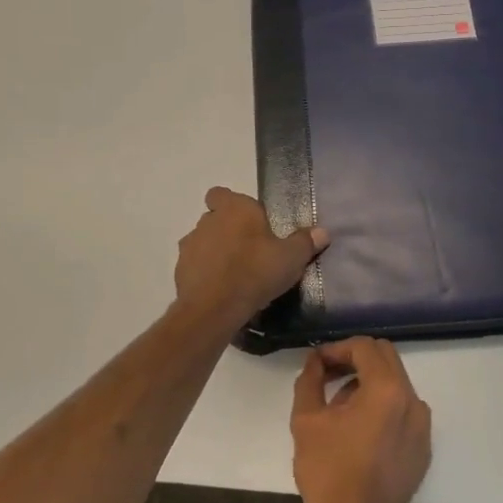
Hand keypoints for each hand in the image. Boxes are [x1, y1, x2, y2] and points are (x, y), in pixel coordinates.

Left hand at [175, 187, 327, 324]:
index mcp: (235, 209)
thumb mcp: (291, 258)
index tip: (250, 221)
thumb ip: (305, 242)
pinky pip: (196, 266)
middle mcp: (208, 221)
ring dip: (216, 252)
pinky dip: (206, 274)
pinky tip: (222, 290)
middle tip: (251, 250)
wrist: (214, 308)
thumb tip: (322, 232)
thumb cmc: (256, 272)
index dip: (232, 204)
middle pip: (215, 218)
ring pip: (204, 242)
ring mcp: (190, 246)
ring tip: (236, 273)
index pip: (221, 193)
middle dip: (229, 230)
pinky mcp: (180, 271)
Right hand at [291, 338, 431, 502]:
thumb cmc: (327, 474)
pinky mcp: (423, 447)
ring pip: (396, 384)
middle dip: (355, 360)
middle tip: (328, 376)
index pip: (365, 347)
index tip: (317, 363)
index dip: (338, 348)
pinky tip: (360, 431)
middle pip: (386, 359)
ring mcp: (423, 426)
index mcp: (387, 391)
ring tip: (340, 407)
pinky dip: (383, 407)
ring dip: (369, 383)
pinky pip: (404, 411)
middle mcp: (413, 401)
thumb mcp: (306, 421)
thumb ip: (310, 380)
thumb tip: (316, 361)